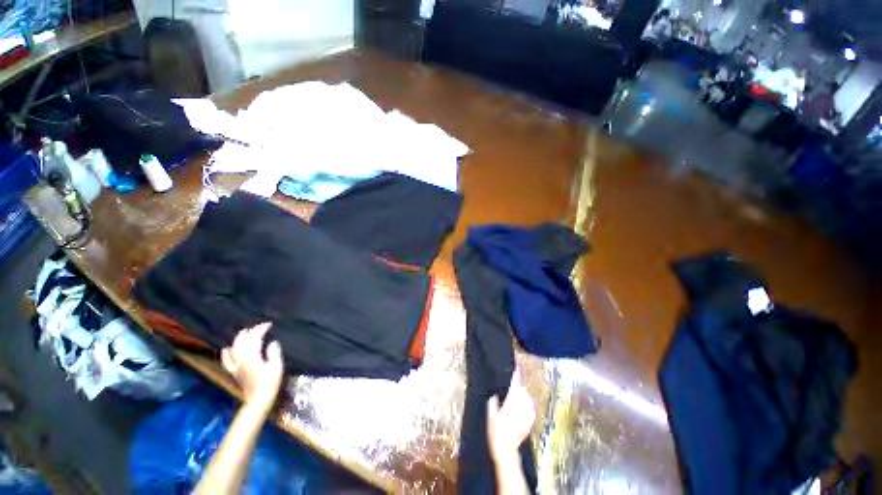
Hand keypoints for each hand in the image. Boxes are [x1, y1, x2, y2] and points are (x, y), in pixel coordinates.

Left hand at [221, 323, 283, 411]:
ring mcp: (236, 366)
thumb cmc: (270, 382)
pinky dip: (226, 354)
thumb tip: (272, 343)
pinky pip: (227, 361)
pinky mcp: (234, 372)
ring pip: (234, 348)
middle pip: (243, 341)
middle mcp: (241, 359)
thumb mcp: (276, 366)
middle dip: (251, 331)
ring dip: (239, 338)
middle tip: (260, 326)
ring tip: (245, 332)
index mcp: (252, 356)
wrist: (258, 399)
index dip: (261, 329)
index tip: (269, 324)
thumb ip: (274, 353)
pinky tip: (226, 349)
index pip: (254, 338)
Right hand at [487, 370, 535, 464]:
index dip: (515, 376)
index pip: (514, 386)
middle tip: (514, 384)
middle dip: (519, 386)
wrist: (506, 451)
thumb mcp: (490, 416)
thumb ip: (493, 403)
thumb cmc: (496, 433)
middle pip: (522, 391)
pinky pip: (531, 410)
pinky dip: (528, 405)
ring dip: (523, 394)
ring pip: (527, 399)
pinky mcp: (529, 423)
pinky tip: (525, 406)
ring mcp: (526, 416)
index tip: (516, 369)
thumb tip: (494, 395)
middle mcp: (519, 408)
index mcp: (510, 404)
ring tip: (519, 394)